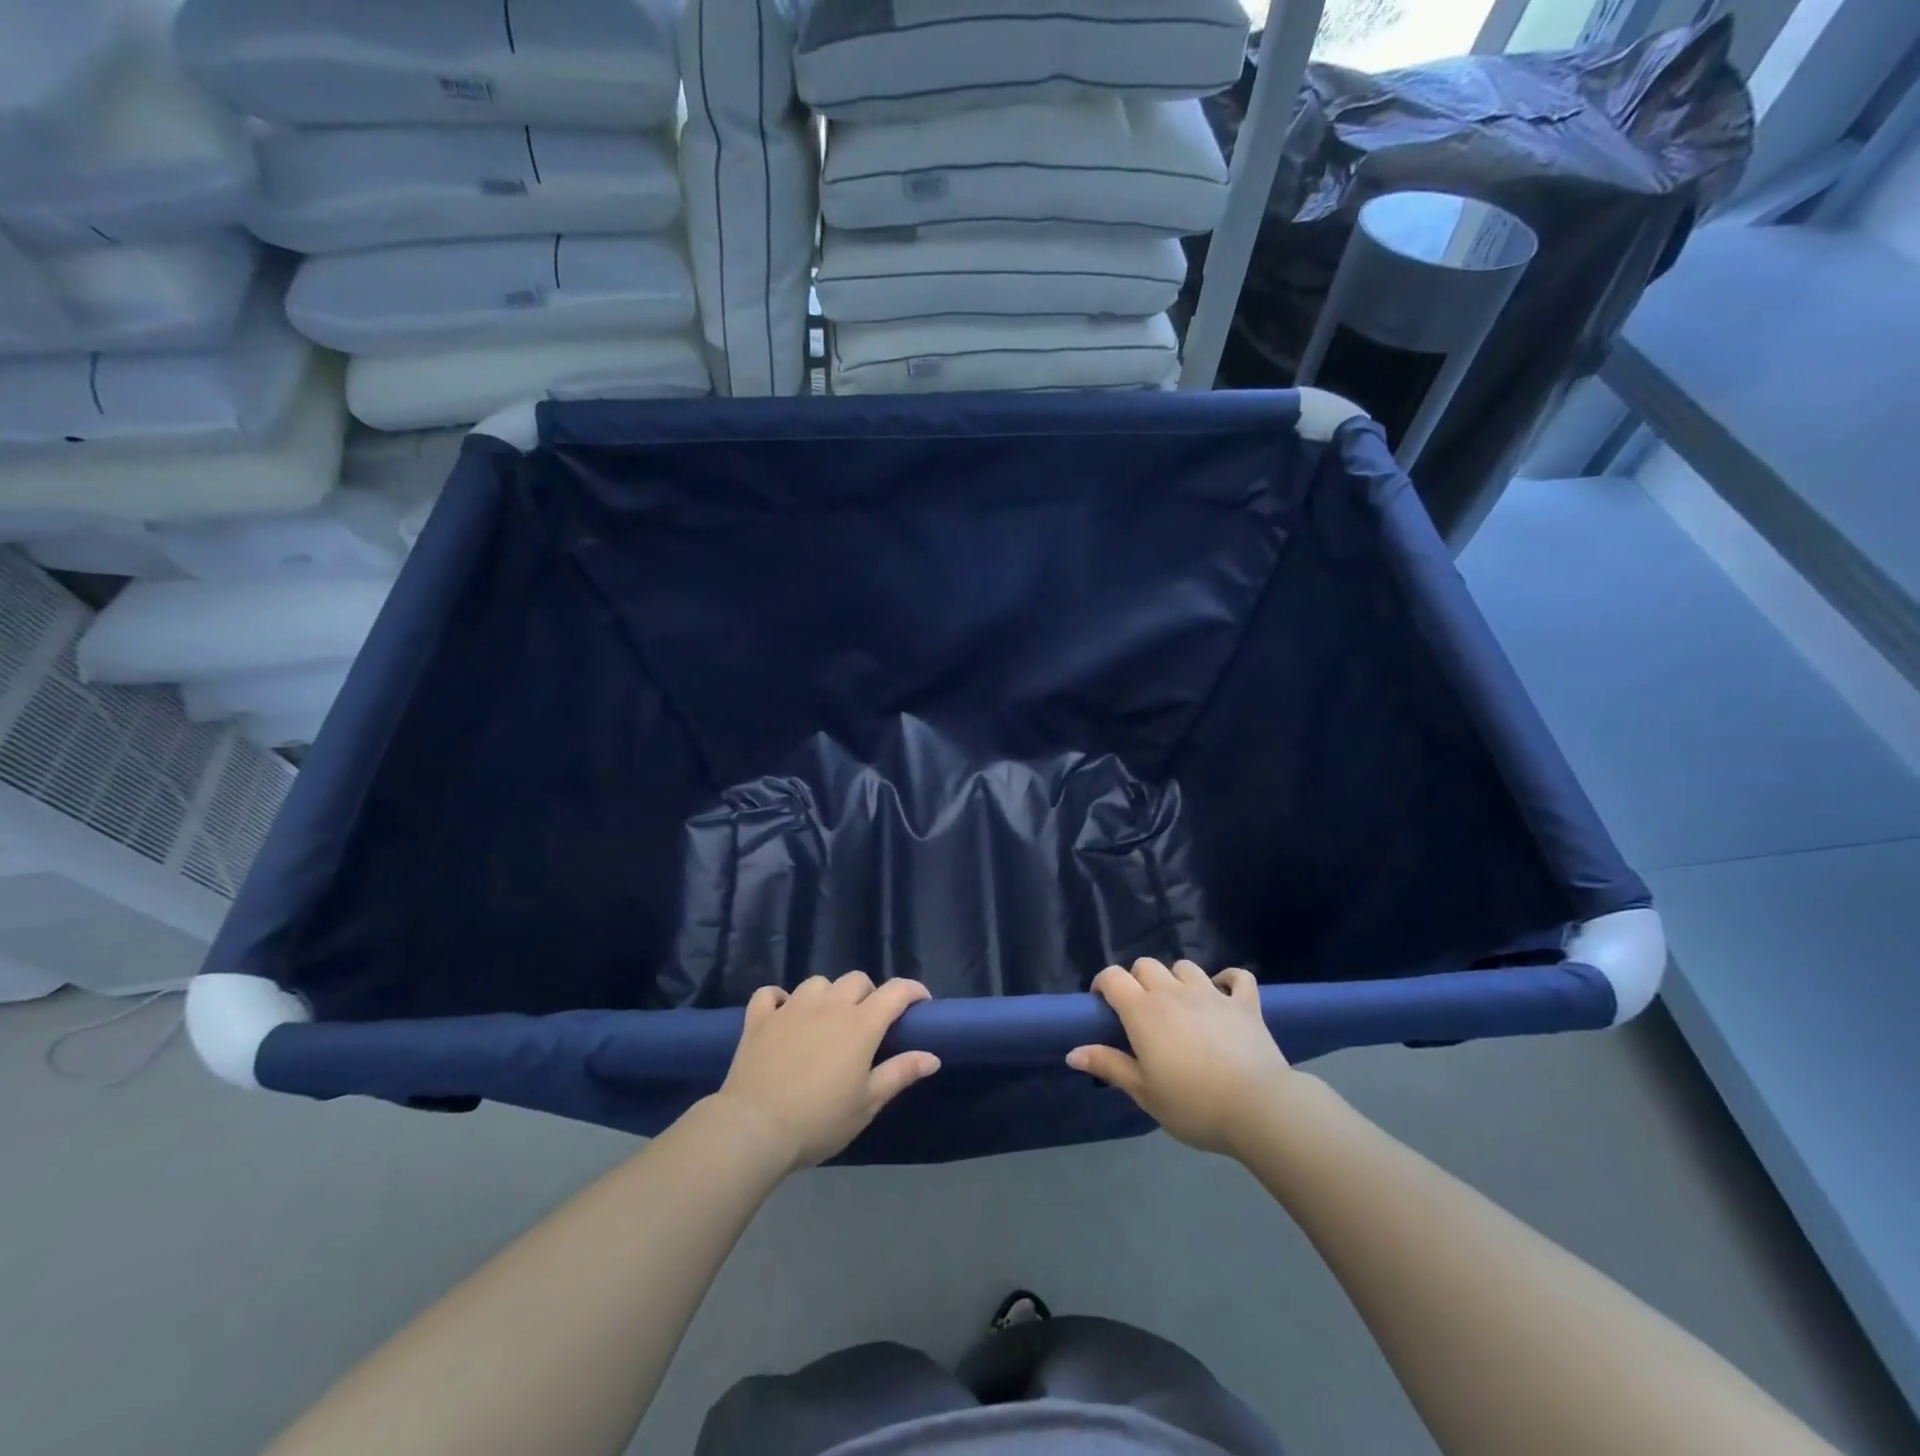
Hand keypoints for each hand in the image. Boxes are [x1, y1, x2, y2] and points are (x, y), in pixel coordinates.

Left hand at [714, 973, 939, 1171]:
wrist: (754, 1128)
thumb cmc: (819, 1120)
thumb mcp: (867, 1103)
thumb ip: (900, 1073)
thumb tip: (932, 1056)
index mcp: (860, 1024)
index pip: (895, 991)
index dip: (912, 991)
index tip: (921, 1003)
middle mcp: (829, 1005)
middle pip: (856, 980)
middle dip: (869, 994)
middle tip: (869, 1023)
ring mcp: (791, 1007)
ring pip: (817, 982)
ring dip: (828, 995)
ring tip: (827, 1019)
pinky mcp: (760, 1018)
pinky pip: (771, 994)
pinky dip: (780, 999)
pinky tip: (784, 1014)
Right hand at [1068, 959, 1292, 1156]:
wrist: (1258, 1108)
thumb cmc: (1193, 1103)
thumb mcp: (1144, 1092)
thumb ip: (1108, 1066)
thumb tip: (1072, 1052)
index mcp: (1143, 1011)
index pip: (1113, 977)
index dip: (1103, 984)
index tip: (1102, 1005)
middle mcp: (1173, 992)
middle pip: (1146, 965)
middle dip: (1137, 981)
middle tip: (1141, 1013)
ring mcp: (1212, 994)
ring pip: (1185, 966)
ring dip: (1176, 980)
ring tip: (1179, 1005)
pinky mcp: (1245, 1004)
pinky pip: (1237, 977)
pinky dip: (1228, 980)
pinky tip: (1224, 993)